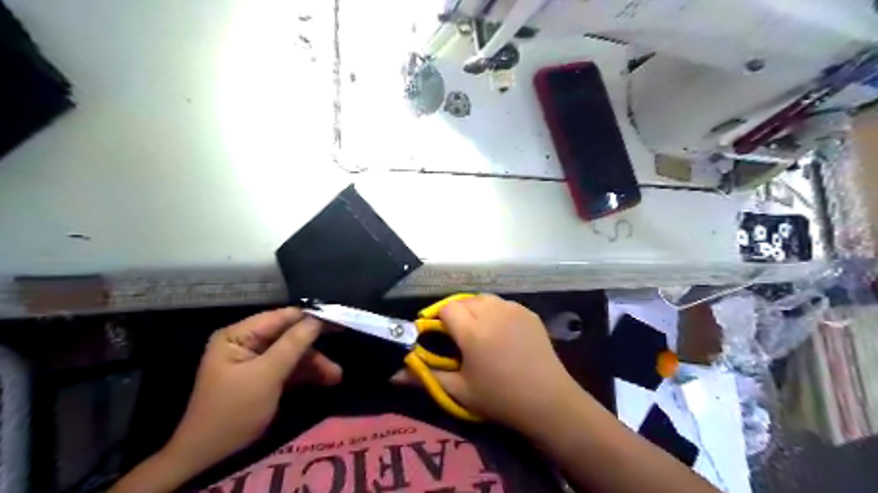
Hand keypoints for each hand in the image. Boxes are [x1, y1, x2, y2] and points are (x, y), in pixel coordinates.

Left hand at [160, 308, 337, 477]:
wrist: (210, 457)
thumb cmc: (234, 410)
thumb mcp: (266, 375)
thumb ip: (293, 344)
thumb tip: (318, 318)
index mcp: (239, 335)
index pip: (281, 317)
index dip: (310, 317)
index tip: (338, 318)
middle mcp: (247, 342)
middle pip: (289, 336)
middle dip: (313, 347)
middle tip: (342, 342)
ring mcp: (256, 361)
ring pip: (292, 353)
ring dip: (314, 363)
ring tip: (336, 376)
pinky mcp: (264, 377)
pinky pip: (289, 368)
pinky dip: (307, 374)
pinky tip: (326, 380)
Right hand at [395, 297, 580, 431]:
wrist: (548, 400)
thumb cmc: (499, 398)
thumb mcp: (459, 391)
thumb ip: (426, 376)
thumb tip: (392, 374)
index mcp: (473, 330)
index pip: (446, 308)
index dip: (439, 319)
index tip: (438, 335)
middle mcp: (492, 312)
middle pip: (464, 300)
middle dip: (456, 313)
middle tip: (458, 336)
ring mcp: (513, 309)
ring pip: (484, 299)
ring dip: (475, 309)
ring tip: (479, 331)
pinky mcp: (528, 312)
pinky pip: (503, 304)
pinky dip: (495, 311)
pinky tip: (500, 331)